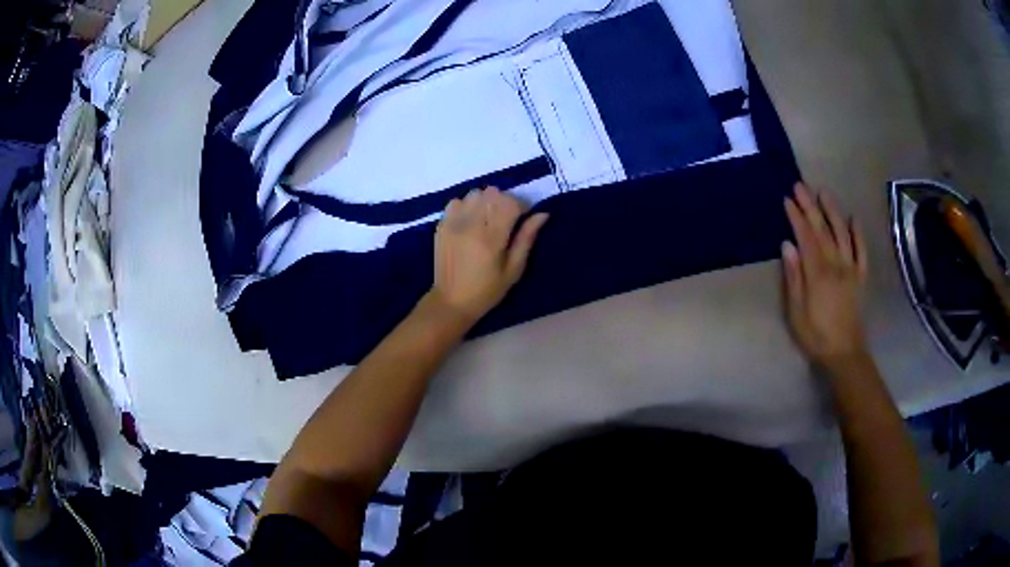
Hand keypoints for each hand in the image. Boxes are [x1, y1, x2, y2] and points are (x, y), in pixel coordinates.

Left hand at [431, 187, 548, 322]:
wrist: (451, 301)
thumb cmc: (487, 290)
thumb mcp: (514, 269)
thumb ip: (526, 239)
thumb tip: (542, 214)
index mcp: (491, 239)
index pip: (510, 203)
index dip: (521, 205)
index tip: (524, 216)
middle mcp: (471, 225)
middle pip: (492, 193)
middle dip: (504, 201)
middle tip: (507, 218)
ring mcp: (453, 223)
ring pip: (475, 194)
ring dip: (486, 201)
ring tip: (488, 218)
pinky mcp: (441, 225)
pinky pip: (457, 201)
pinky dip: (467, 205)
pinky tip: (470, 221)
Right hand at [782, 183, 869, 369]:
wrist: (844, 353)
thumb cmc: (815, 335)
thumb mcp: (796, 311)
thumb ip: (793, 277)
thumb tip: (787, 245)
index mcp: (818, 273)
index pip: (806, 237)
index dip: (797, 217)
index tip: (787, 199)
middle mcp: (836, 264)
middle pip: (823, 229)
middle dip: (811, 206)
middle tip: (800, 185)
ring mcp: (851, 269)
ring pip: (843, 233)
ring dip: (833, 211)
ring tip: (823, 192)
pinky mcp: (861, 277)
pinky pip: (862, 251)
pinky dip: (858, 234)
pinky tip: (853, 218)